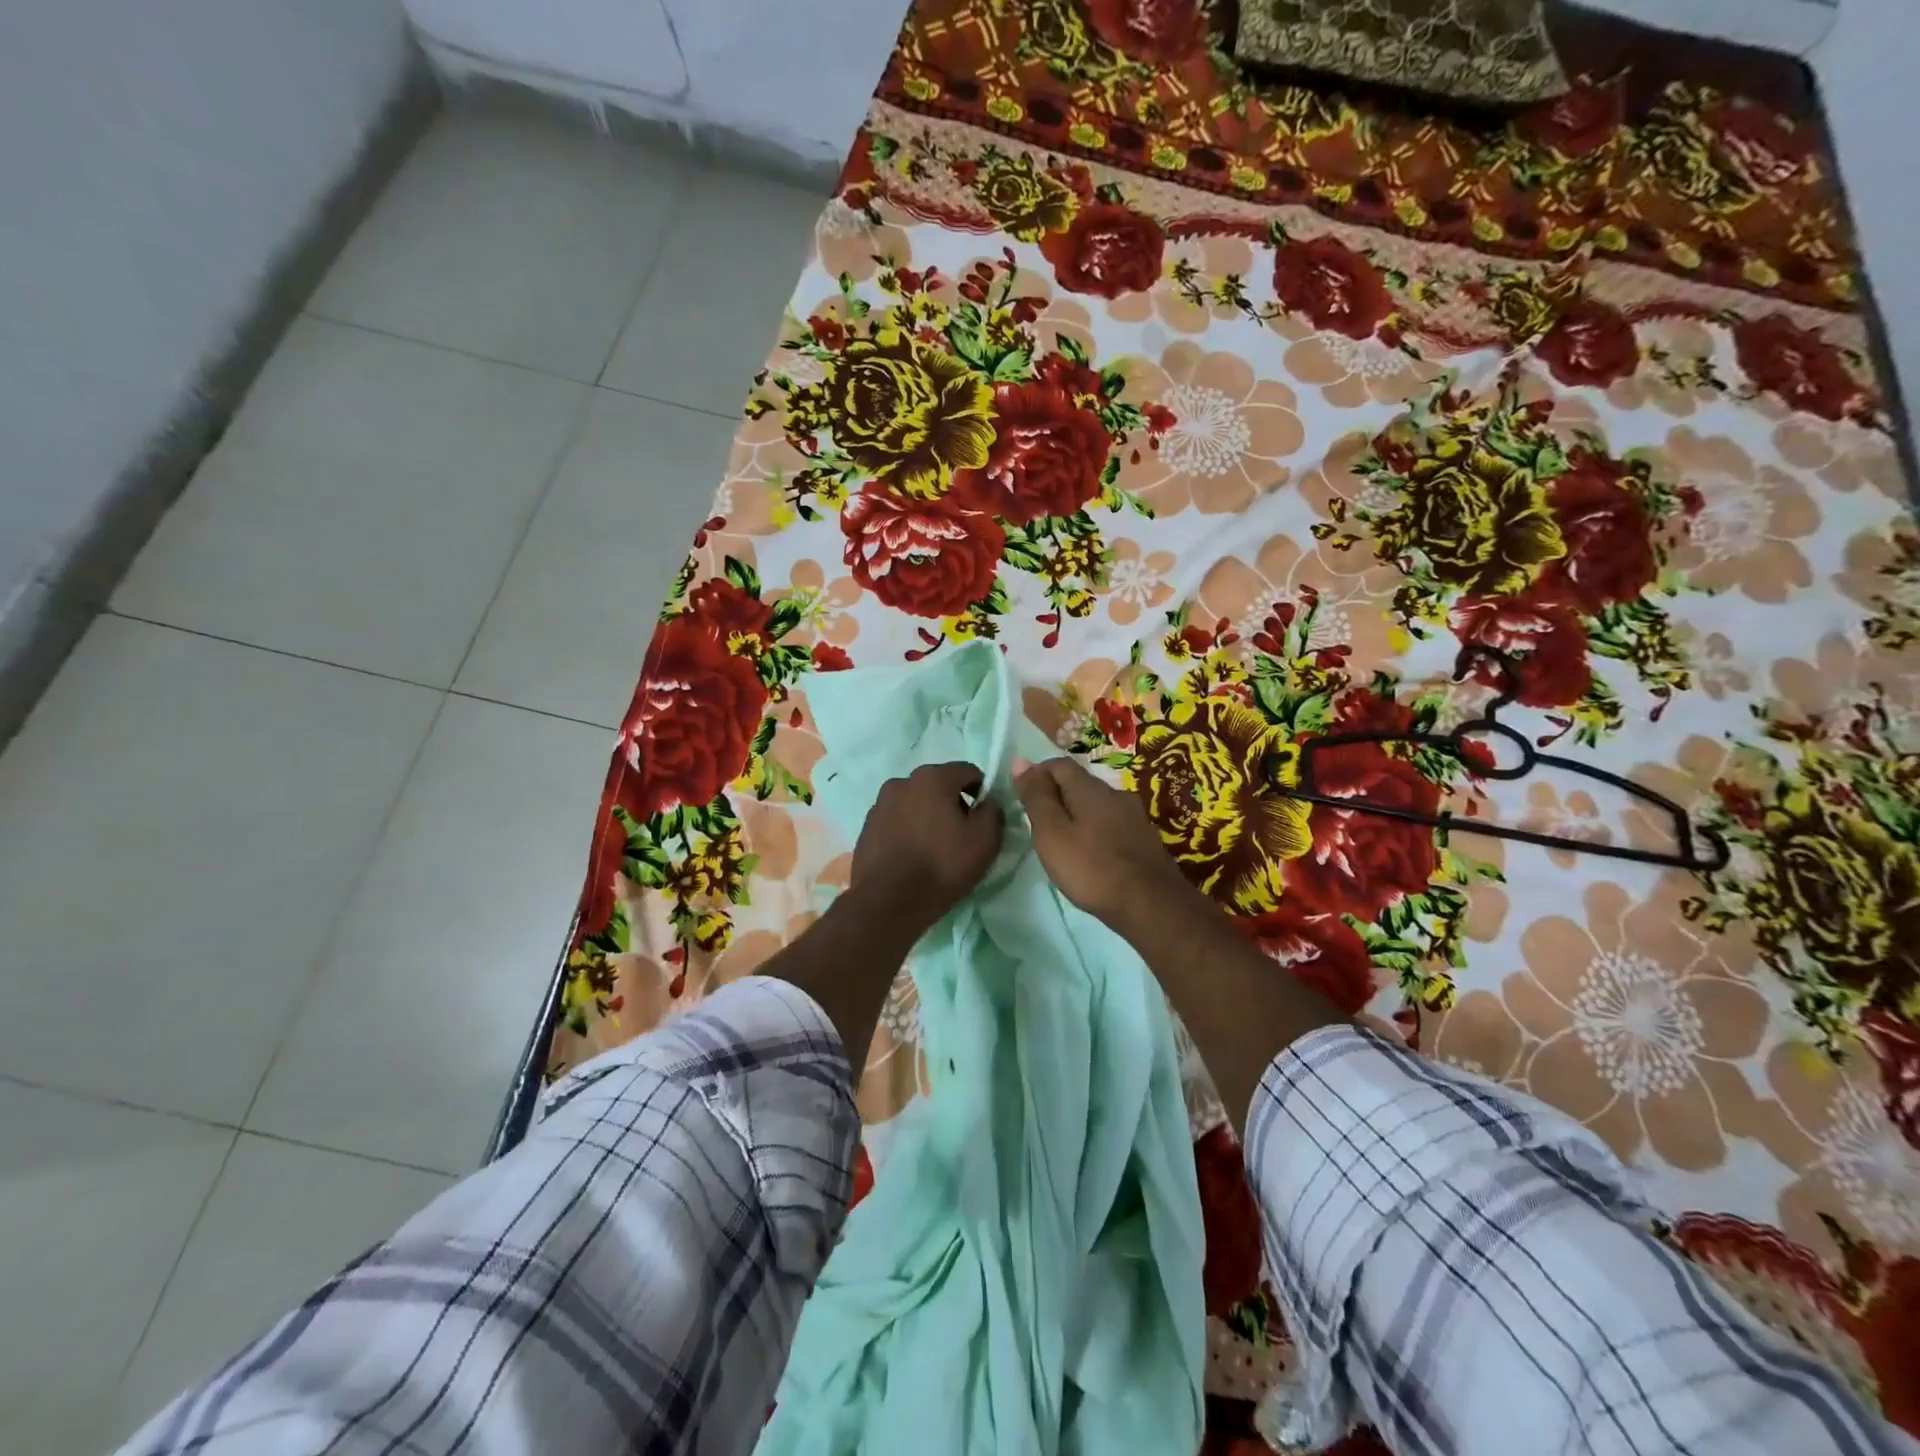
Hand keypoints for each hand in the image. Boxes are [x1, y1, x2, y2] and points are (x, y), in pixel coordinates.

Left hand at [849, 761, 1004, 937]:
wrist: (889, 902)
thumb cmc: (942, 866)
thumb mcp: (985, 840)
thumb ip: (993, 812)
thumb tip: (988, 803)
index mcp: (932, 778)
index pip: (967, 771)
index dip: (982, 791)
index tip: (984, 817)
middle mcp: (901, 782)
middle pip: (938, 785)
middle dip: (953, 803)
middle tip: (961, 834)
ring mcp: (879, 804)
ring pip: (915, 802)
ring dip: (927, 816)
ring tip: (934, 847)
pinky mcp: (866, 827)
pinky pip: (896, 820)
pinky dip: (908, 830)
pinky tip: (912, 855)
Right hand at [1014, 756, 1196, 934]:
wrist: (1151, 905)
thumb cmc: (1091, 868)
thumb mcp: (1051, 833)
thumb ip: (1036, 797)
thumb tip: (1020, 760)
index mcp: (1090, 788)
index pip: (1058, 764)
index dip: (1037, 774)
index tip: (1023, 798)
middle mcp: (1115, 793)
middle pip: (1080, 783)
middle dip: (1057, 795)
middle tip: (1039, 823)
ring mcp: (1135, 815)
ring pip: (1097, 804)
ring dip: (1078, 814)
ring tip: (1063, 840)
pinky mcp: (1145, 838)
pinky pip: (1112, 824)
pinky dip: (1096, 830)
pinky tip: (1092, 853)